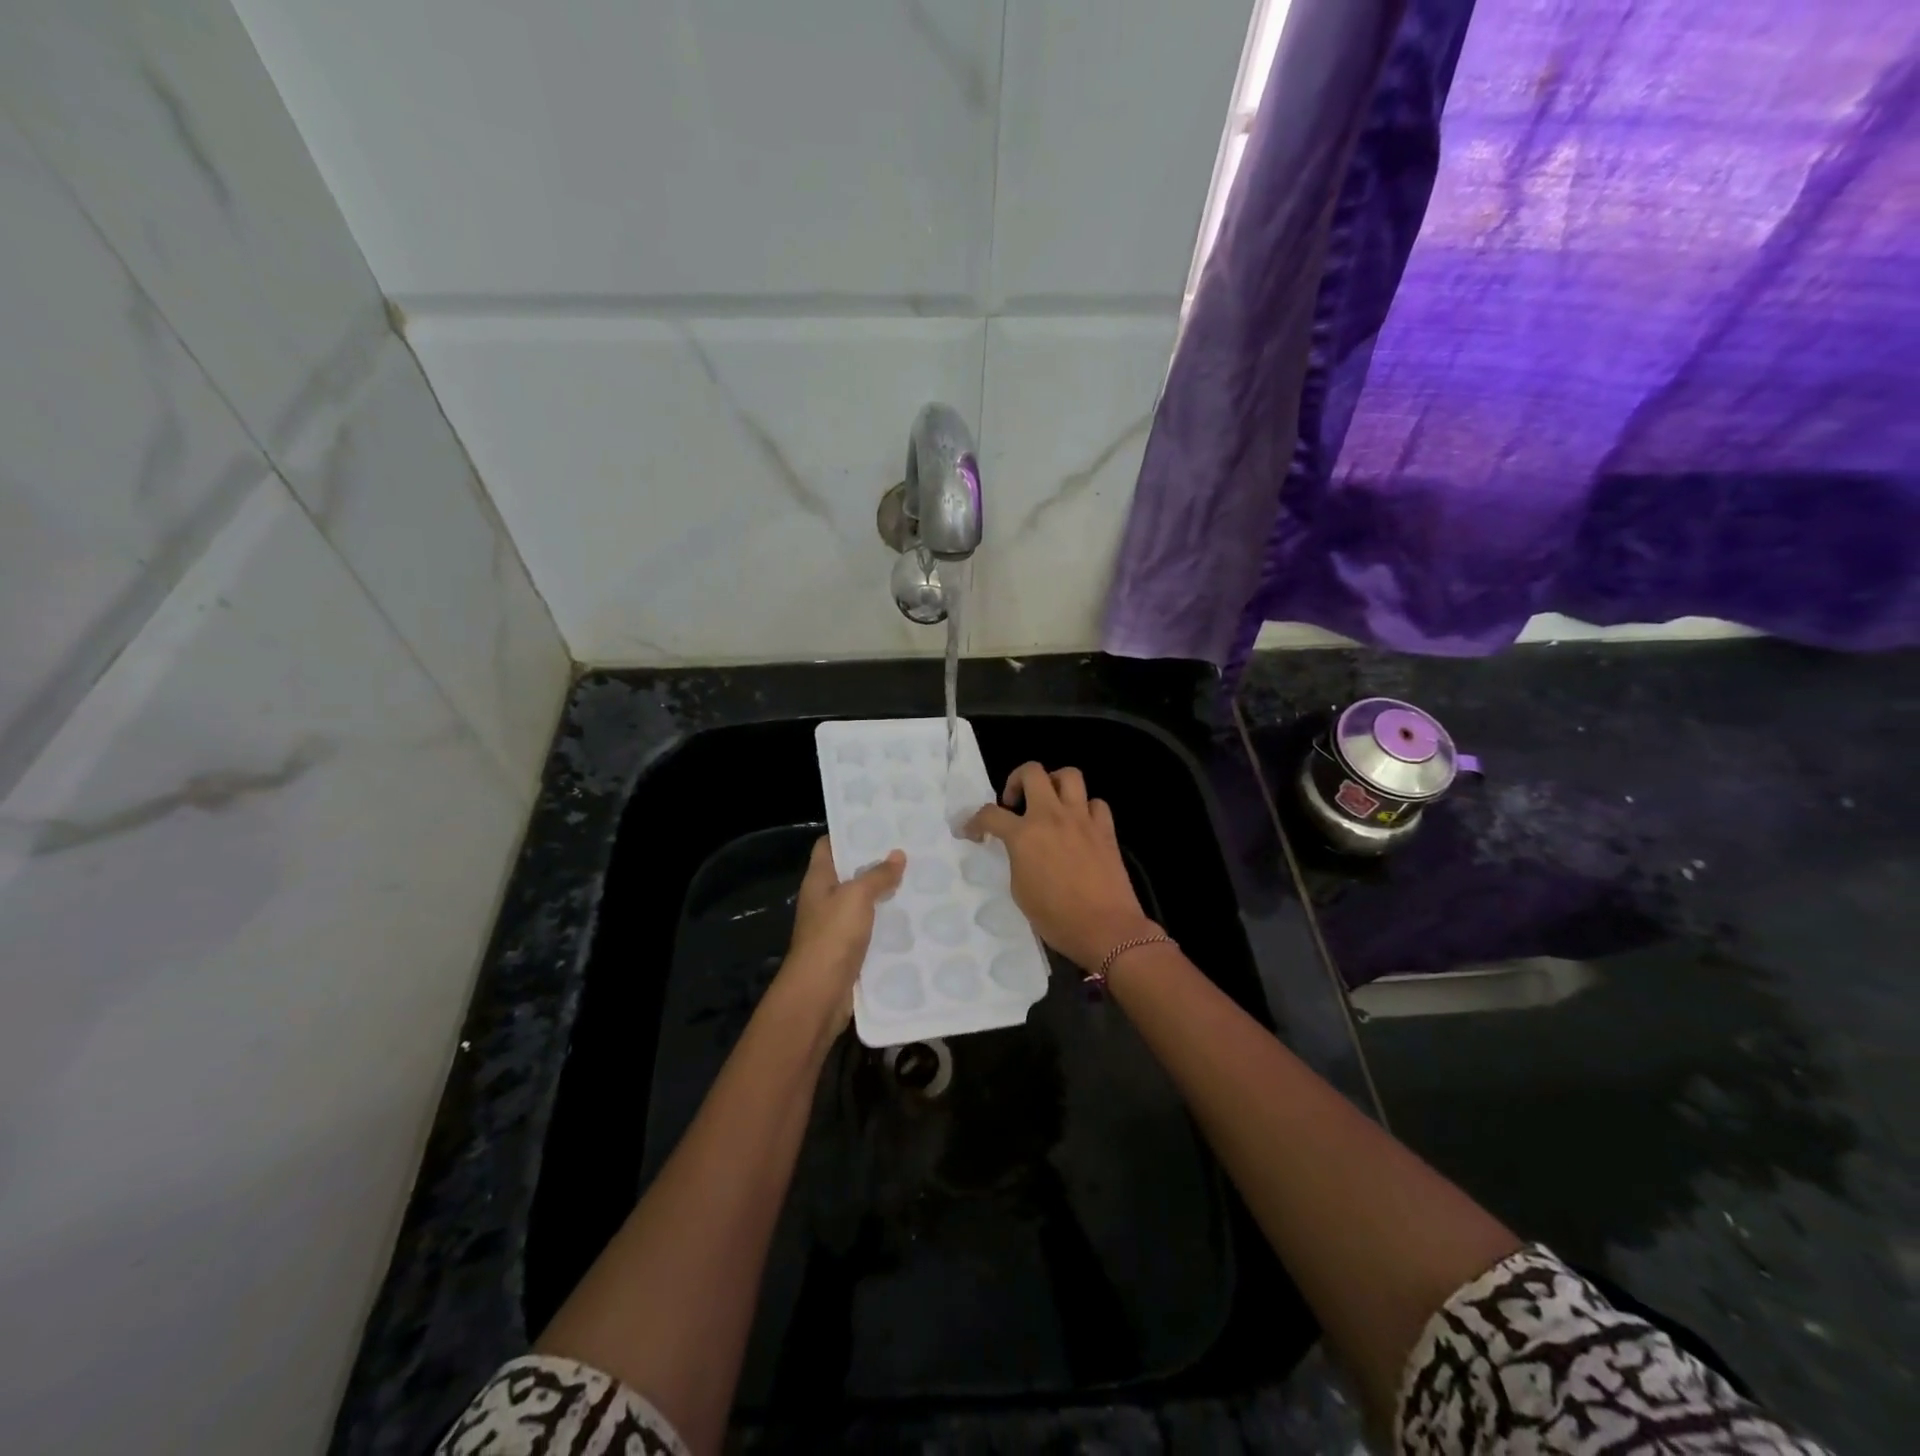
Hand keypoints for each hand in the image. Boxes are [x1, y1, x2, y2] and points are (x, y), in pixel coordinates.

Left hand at [776, 837, 905, 1025]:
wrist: (820, 994)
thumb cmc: (832, 935)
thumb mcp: (857, 896)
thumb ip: (878, 874)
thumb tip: (898, 854)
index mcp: (818, 880)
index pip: (829, 846)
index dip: (849, 833)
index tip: (880, 824)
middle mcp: (824, 899)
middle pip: (849, 873)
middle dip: (876, 863)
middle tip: (910, 849)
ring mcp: (836, 926)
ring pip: (863, 902)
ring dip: (885, 893)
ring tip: (919, 878)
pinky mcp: (850, 949)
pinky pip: (871, 928)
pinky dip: (888, 922)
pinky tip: (914, 916)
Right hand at [964, 763, 1157, 971]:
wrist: (1106, 929)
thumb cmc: (1056, 918)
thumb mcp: (1020, 890)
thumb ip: (1017, 859)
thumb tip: (1021, 850)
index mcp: (1024, 835)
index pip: (990, 814)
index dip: (974, 821)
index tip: (972, 832)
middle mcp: (1052, 817)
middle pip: (1032, 772)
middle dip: (1016, 780)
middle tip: (1014, 803)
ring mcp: (1082, 819)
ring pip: (1069, 775)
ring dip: (1054, 783)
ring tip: (1049, 803)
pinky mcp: (1106, 829)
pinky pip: (1096, 803)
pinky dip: (1085, 808)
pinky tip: (1080, 825)